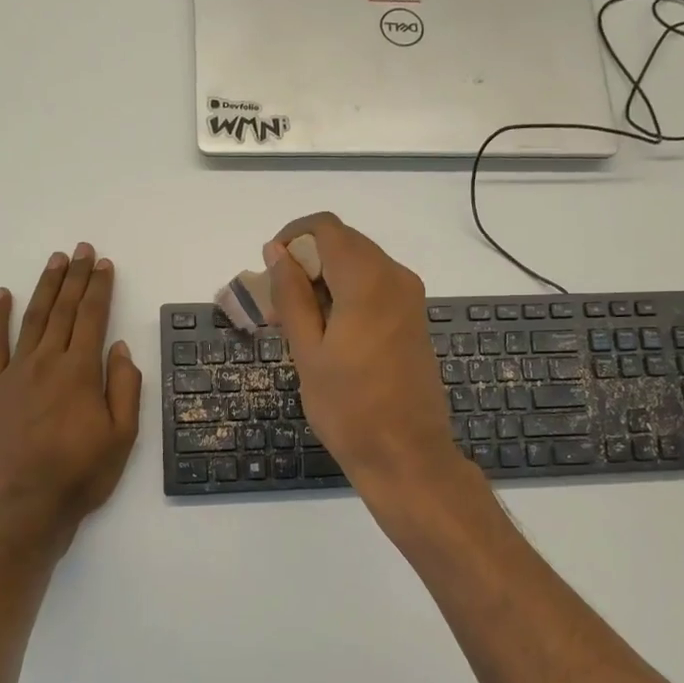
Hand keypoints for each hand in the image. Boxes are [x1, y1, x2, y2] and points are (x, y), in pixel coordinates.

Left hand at [0, 243, 141, 540]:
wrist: (24, 508)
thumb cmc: (81, 475)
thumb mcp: (122, 436)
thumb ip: (124, 387)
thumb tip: (120, 347)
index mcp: (80, 372)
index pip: (93, 317)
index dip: (100, 288)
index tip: (104, 264)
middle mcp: (46, 362)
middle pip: (64, 310)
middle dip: (76, 277)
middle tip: (82, 250)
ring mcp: (14, 373)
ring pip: (32, 319)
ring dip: (45, 287)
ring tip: (55, 261)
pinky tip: (2, 295)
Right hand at [265, 213, 462, 490]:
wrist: (406, 454)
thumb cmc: (349, 408)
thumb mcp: (307, 351)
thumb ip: (291, 294)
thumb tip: (277, 251)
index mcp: (368, 280)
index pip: (325, 228)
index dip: (292, 238)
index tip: (270, 272)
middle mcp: (395, 276)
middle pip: (343, 243)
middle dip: (306, 261)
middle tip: (277, 305)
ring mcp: (409, 296)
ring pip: (358, 263)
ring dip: (324, 279)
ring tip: (297, 323)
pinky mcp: (413, 316)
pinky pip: (374, 285)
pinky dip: (346, 294)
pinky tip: (327, 331)